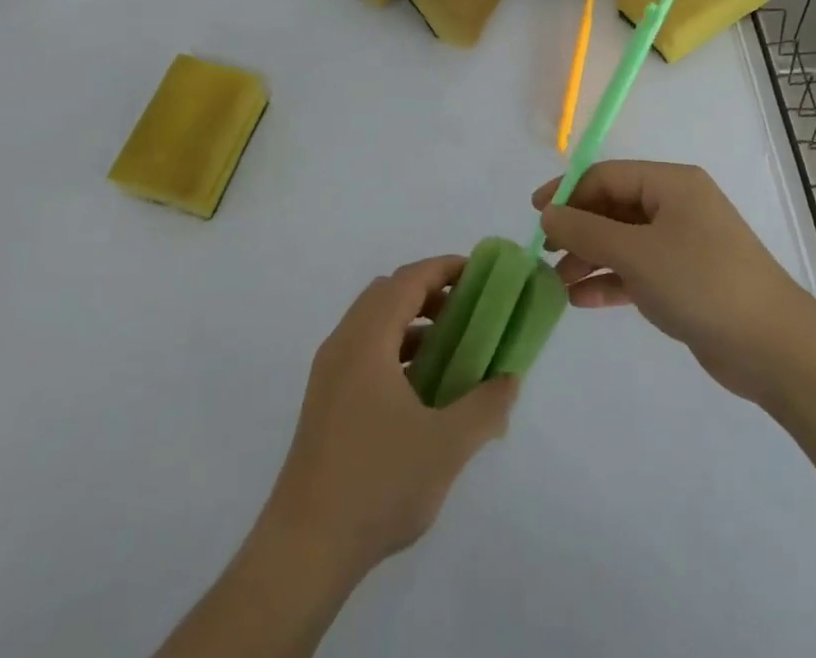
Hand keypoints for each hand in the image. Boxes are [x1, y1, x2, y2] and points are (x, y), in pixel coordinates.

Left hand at [262, 256, 519, 578]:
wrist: (305, 548)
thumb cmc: (377, 484)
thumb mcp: (446, 446)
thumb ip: (485, 407)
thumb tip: (510, 379)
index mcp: (366, 341)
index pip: (407, 281)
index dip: (444, 268)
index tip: (479, 273)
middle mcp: (342, 344)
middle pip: (387, 294)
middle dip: (430, 292)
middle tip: (469, 309)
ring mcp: (329, 373)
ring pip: (373, 324)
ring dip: (412, 323)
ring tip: (452, 348)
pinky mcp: (325, 401)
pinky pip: (364, 352)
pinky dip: (395, 349)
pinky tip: (421, 388)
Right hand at [533, 160, 811, 400]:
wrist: (774, 348)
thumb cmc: (701, 282)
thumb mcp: (636, 253)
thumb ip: (586, 231)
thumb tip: (547, 215)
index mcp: (670, 184)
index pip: (606, 176)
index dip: (568, 193)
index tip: (536, 217)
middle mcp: (676, 207)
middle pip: (613, 208)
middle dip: (577, 230)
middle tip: (545, 254)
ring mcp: (682, 244)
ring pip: (623, 242)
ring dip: (589, 259)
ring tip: (556, 284)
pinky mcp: (685, 281)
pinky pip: (637, 271)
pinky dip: (611, 281)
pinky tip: (581, 300)